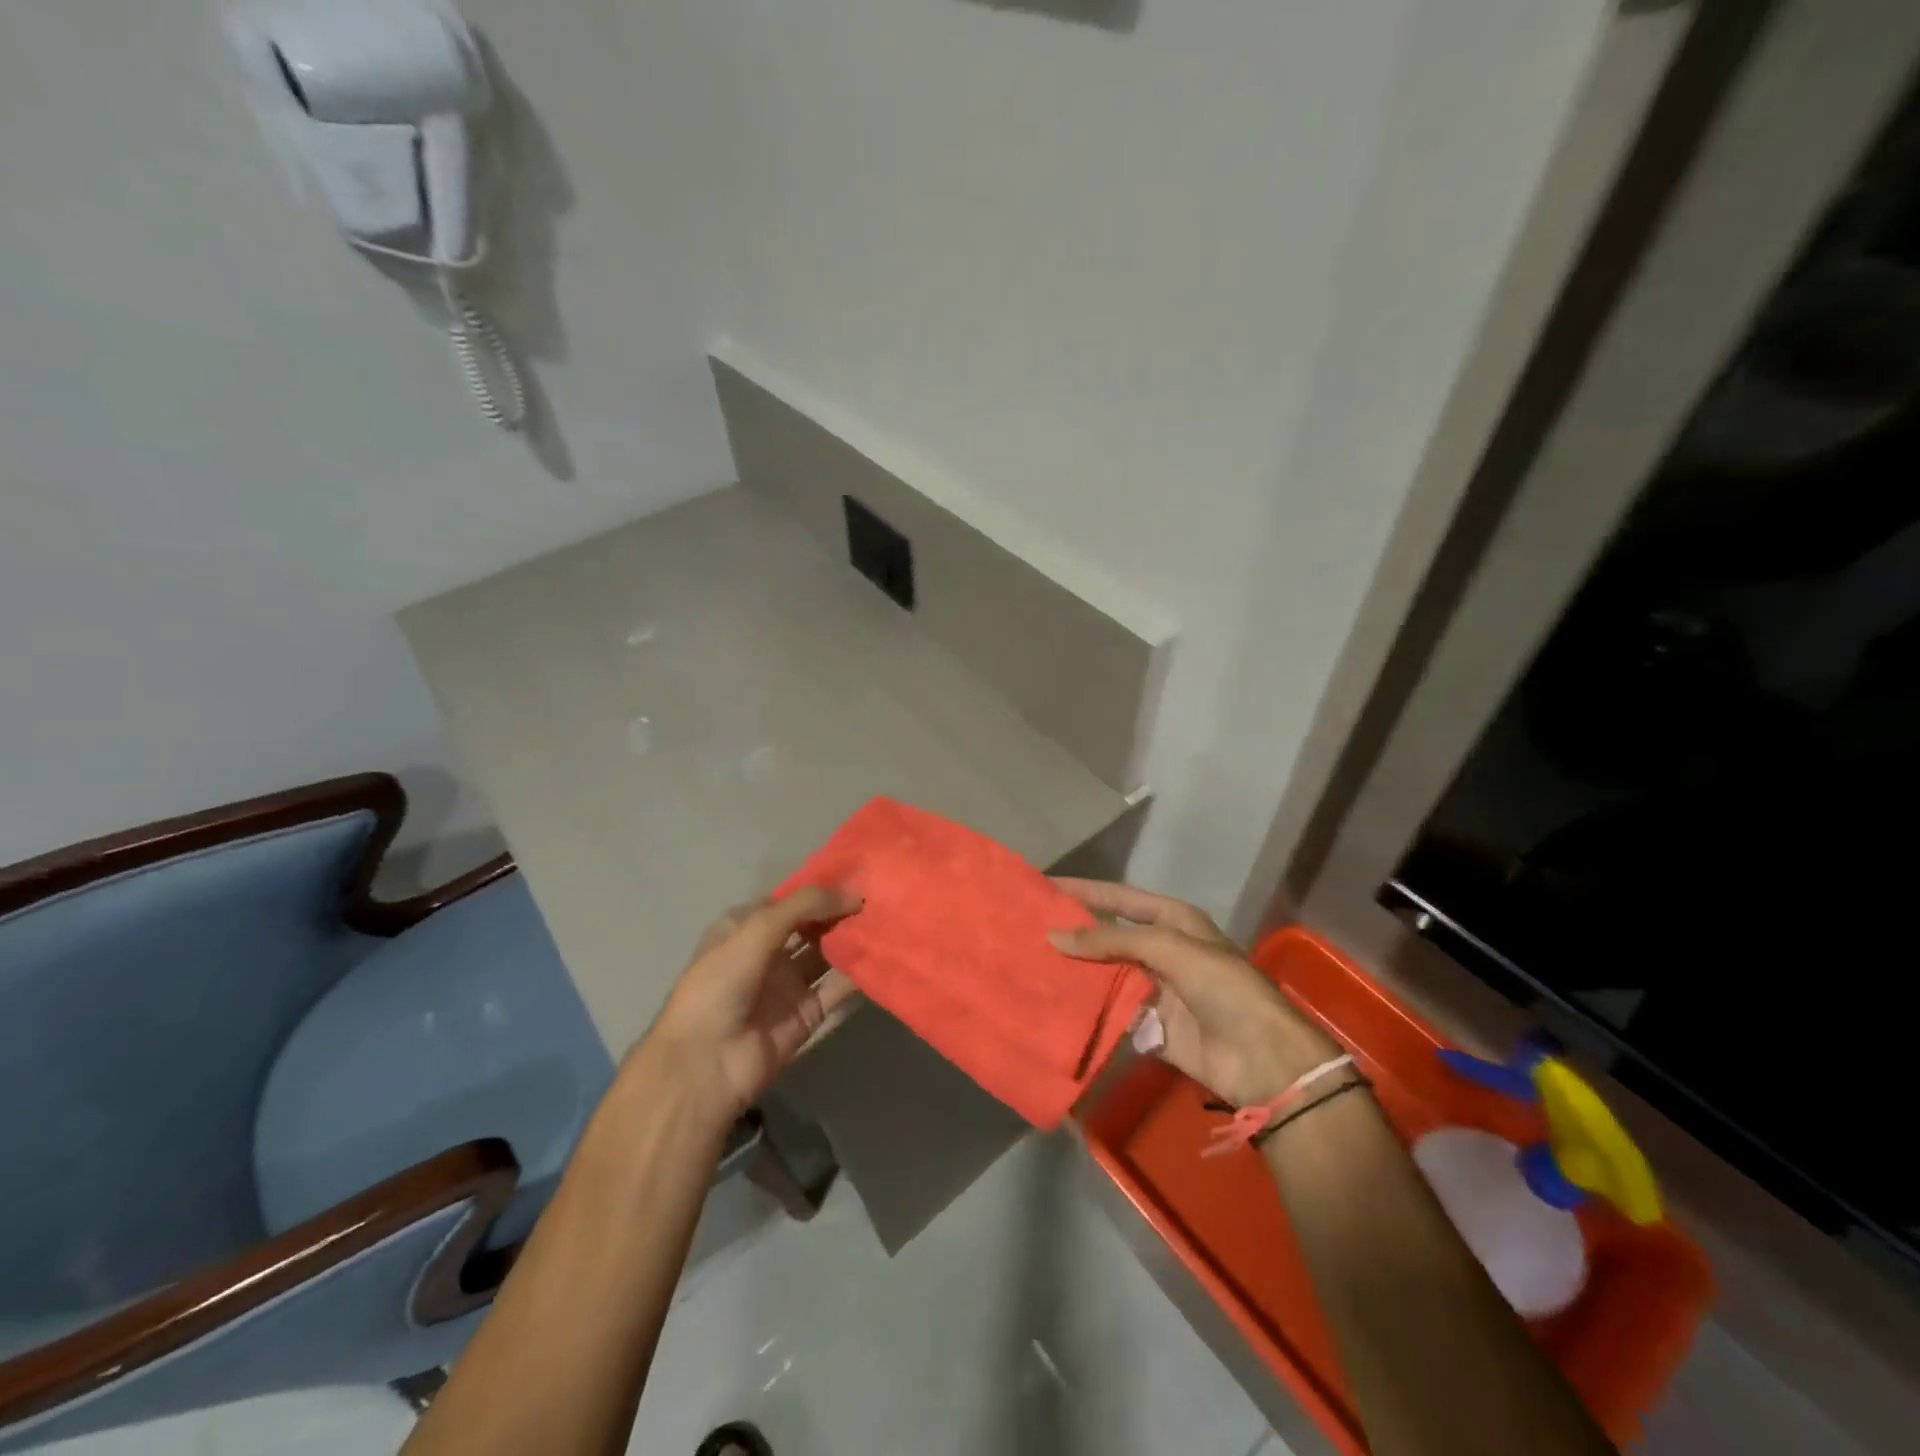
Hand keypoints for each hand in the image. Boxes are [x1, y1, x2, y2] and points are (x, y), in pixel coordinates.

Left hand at [640, 886, 862, 1123]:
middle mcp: (766, 952)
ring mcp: (787, 984)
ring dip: (852, 940)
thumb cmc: (722, 982)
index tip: (858, 875)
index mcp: (744, 927)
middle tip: (880, 897)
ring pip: (827, 955)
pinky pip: (836, 989)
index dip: (819, 888)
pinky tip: (883, 956)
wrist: (706, 1063)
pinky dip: (858, 974)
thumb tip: (855, 893)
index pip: (788, 900)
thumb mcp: (758, 929)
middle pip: (811, 925)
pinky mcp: (806, 1014)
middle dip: (840, 912)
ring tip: (887, 921)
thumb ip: (805, 905)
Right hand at [1050, 880, 1339, 1106]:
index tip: (1045, 886)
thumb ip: (1112, 939)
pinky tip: (1057, 1004)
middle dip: (1076, 932)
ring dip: (1078, 972)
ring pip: (1108, 974)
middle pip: (1110, 935)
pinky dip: (1089, 1009)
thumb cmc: (1222, 987)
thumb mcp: (1169, 948)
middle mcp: (1164, 950)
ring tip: (1034, 964)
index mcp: (1174, 921)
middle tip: (1031, 928)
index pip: (1120, 897)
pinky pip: (1113, 1012)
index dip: (1085, 890)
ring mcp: (1157, 989)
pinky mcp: (1152, 1026)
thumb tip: (1055, 936)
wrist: (1262, 1058)